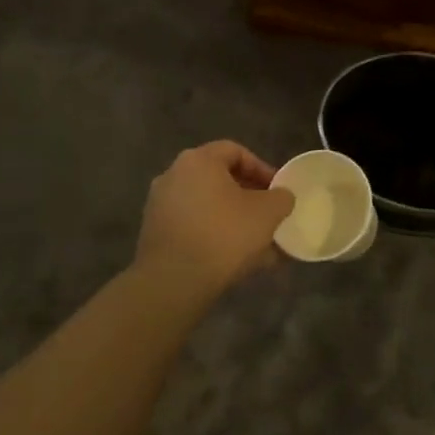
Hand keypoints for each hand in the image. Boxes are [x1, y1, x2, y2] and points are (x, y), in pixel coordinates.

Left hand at [135, 141, 293, 304]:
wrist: (173, 283)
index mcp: (198, 160)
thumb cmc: (224, 235)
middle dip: (248, 198)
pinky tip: (236, 261)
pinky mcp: (154, 235)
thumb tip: (280, 197)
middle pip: (219, 180)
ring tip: (257, 245)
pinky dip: (214, 236)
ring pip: (207, 207)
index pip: (235, 152)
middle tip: (268, 216)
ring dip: (233, 220)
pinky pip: (193, 227)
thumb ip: (281, 198)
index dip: (261, 168)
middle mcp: (173, 176)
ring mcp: (160, 206)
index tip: (277, 190)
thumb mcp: (268, 213)